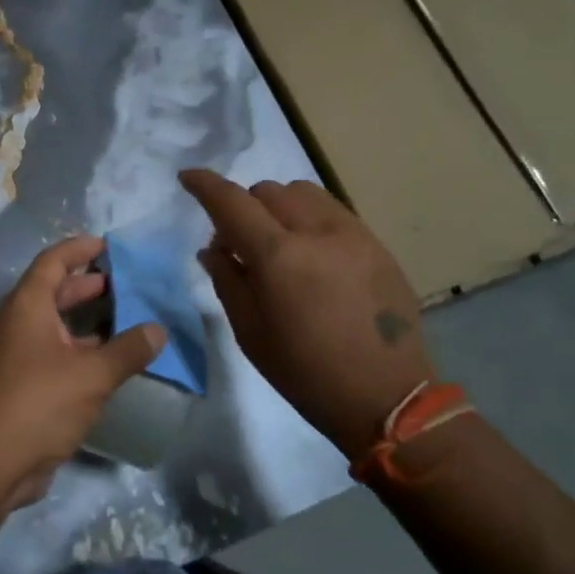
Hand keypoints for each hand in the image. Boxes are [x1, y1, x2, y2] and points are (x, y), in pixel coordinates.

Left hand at [0, 235, 165, 509]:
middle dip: (87, 286)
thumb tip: (158, 330)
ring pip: (54, 328)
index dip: (79, 250)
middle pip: (53, 293)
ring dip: (86, 323)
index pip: (52, 263)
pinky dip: (80, 353)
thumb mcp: (92, 374)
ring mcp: (15, 356)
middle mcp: (17, 324)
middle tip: (124, 285)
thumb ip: (127, 350)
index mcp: (27, 306)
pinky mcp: (20, 386)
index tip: (107, 245)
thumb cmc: (39, 401)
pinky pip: (54, 357)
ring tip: (125, 322)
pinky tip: (108, 365)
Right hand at [180, 170, 433, 458]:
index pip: (232, 202)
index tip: (187, 177)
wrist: (386, 397)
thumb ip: (226, 279)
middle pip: (268, 190)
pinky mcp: (377, 244)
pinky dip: (309, 217)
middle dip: (245, 206)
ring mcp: (353, 234)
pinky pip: (333, 210)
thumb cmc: (305, 372)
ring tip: (278, 241)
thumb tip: (213, 248)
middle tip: (239, 242)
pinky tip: (311, 252)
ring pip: (304, 192)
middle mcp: (317, 232)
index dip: (205, 185)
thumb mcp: (250, 332)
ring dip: (279, 206)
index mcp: (279, 256)